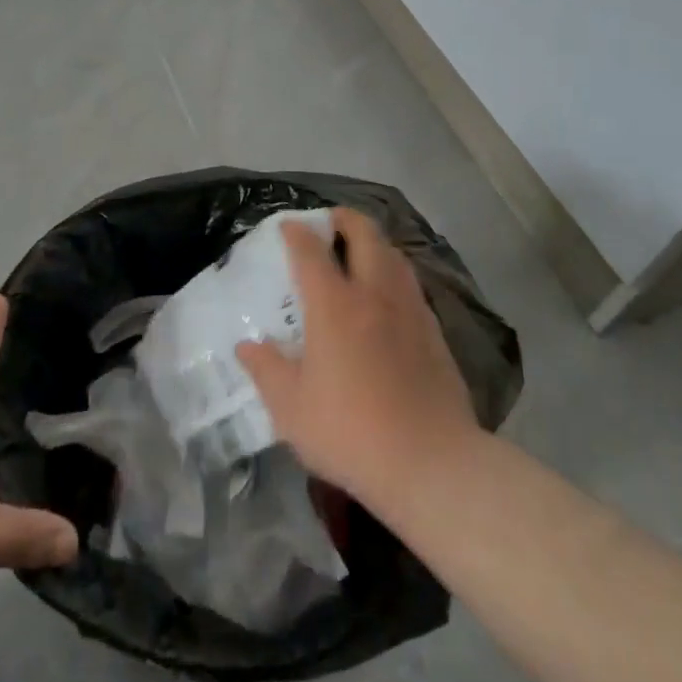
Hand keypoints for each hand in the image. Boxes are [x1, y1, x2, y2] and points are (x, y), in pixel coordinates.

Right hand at [237, 208, 477, 508]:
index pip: (311, 250)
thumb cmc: (351, 432)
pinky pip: (410, 284)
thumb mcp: (291, 409)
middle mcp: (374, 294)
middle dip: (344, 219)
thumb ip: (266, 370)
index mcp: (334, 305)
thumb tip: (247, 346)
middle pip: (364, 234)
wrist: (431, 463)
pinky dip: (394, 273)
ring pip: (394, 255)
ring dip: (374, 242)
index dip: (297, 232)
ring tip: (360, 251)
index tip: (287, 226)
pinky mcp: (434, 331)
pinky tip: (388, 295)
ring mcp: (410, 310)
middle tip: (330, 222)